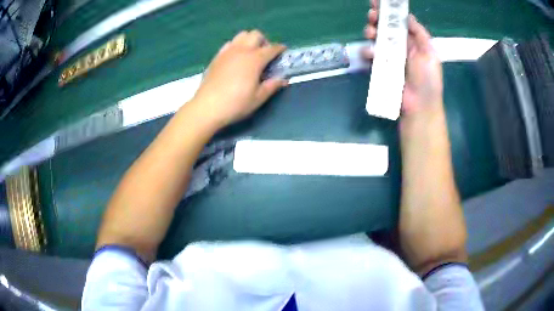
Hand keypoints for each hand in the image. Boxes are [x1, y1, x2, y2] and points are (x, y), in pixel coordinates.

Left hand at [190, 30, 287, 129]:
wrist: (207, 107)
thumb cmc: (235, 104)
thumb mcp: (258, 98)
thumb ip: (272, 86)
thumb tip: (283, 79)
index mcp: (255, 59)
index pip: (272, 48)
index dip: (280, 49)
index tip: (283, 52)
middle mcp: (242, 50)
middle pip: (256, 34)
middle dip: (264, 41)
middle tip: (265, 55)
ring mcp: (227, 52)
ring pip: (241, 35)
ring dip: (249, 40)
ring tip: (250, 55)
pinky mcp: (217, 57)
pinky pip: (229, 43)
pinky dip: (236, 46)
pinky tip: (236, 58)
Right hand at [363, 0, 442, 116]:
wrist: (419, 106)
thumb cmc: (428, 80)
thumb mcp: (430, 54)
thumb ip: (420, 34)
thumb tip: (408, 17)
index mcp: (413, 42)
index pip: (399, 22)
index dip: (389, 11)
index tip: (378, 2)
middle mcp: (400, 46)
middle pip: (385, 27)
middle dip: (376, 18)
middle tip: (372, 14)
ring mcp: (389, 57)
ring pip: (376, 38)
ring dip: (370, 32)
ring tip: (370, 32)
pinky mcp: (380, 67)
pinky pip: (370, 54)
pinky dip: (367, 51)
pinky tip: (370, 52)